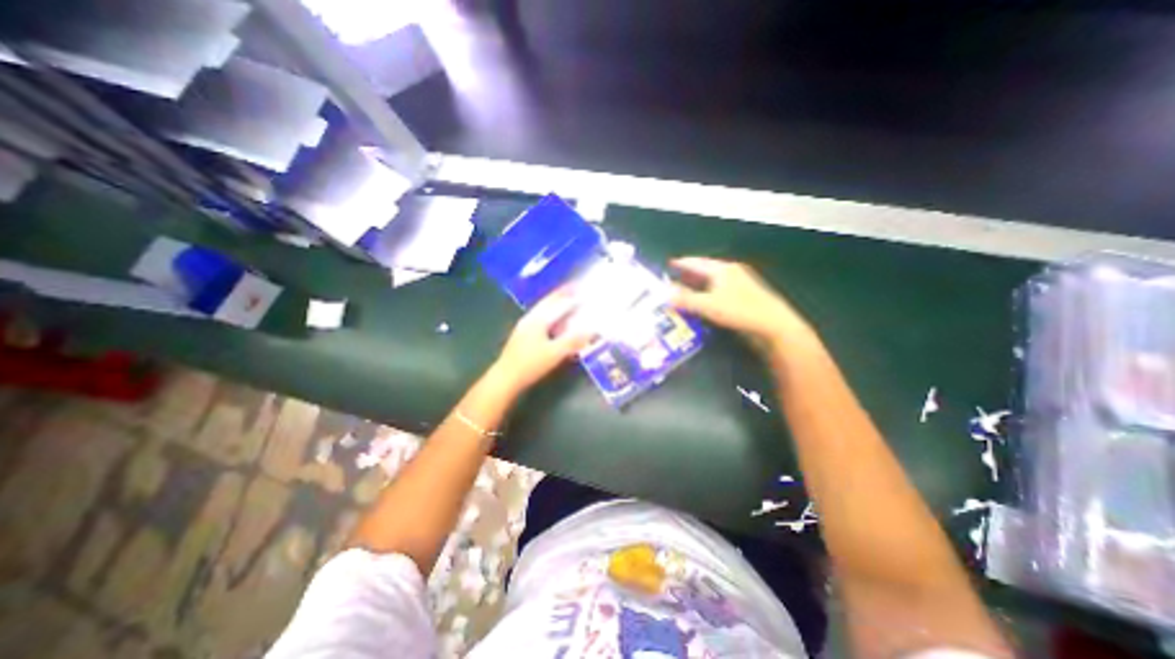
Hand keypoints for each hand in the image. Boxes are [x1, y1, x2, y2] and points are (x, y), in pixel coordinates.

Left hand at [492, 292, 597, 394]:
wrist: (505, 379)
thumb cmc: (530, 364)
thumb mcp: (555, 353)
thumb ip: (573, 340)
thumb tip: (592, 329)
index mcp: (537, 319)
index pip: (556, 302)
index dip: (569, 294)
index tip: (580, 286)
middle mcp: (530, 319)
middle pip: (548, 303)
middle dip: (561, 296)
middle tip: (575, 290)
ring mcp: (524, 328)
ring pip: (543, 312)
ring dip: (556, 307)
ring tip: (568, 304)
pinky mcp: (523, 338)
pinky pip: (541, 321)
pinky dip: (552, 318)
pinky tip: (556, 325)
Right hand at [670, 255, 819, 353]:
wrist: (773, 324)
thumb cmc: (739, 310)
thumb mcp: (708, 305)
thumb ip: (685, 299)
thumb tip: (665, 294)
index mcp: (721, 269)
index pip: (696, 262)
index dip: (682, 263)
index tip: (670, 263)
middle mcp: (731, 272)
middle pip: (706, 269)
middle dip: (690, 273)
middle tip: (675, 277)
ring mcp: (740, 283)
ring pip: (714, 279)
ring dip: (699, 283)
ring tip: (687, 288)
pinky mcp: (745, 295)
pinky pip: (721, 289)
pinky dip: (709, 292)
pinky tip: (705, 299)